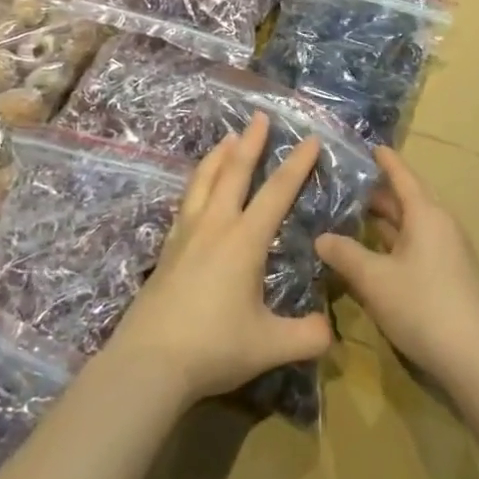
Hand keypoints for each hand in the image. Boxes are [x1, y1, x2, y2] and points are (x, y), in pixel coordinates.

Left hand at [104, 114, 332, 406]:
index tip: (309, 139)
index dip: (296, 165)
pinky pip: (186, 200)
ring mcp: (186, 234)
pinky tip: (197, 187)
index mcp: (244, 241)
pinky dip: (197, 182)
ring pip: (204, 180)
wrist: (149, 361)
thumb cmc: (213, 347)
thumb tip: (330, 331)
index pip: (277, 192)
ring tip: (227, 138)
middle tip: (260, 117)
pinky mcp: (168, 248)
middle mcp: (215, 226)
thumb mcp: (269, 346)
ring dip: (219, 155)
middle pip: (234, 172)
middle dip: (251, 142)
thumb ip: (306, 336)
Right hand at [315, 148, 478, 384]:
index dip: (384, 160)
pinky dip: (395, 241)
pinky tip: (374, 252)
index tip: (369, 146)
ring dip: (385, 220)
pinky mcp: (449, 275)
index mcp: (426, 214)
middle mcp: (440, 224)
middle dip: (378, 192)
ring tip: (353, 215)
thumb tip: (321, 238)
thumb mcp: (374, 280)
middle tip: (346, 184)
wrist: (475, 358)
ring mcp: (448, 251)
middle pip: (407, 199)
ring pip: (412, 225)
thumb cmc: (422, 306)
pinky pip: (417, 245)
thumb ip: (345, 254)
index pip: (402, 175)